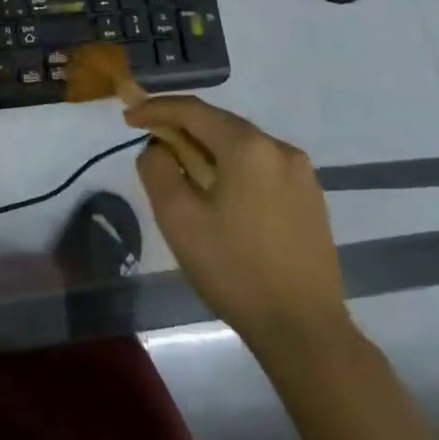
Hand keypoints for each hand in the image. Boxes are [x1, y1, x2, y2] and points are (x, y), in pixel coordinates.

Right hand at [128, 95, 349, 357]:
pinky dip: (232, 169)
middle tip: (149, 143)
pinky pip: (261, 168)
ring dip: (206, 151)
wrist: (304, 331)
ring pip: (241, 147)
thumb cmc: (233, 269)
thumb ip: (157, 169)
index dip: (155, 108)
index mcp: (248, 147)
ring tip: (181, 173)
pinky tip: (218, 196)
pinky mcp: (310, 199)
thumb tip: (159, 148)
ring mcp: (302, 175)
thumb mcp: (177, 217)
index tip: (128, 117)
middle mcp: (280, 149)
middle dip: (181, 129)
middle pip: (219, 124)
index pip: (193, 110)